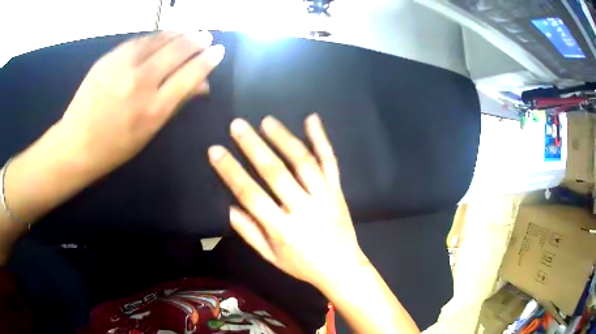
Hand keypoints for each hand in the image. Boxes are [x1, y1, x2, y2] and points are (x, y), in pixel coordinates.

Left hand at [58, 31, 224, 175]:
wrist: (76, 143)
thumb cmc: (115, 147)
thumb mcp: (150, 132)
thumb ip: (177, 103)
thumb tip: (203, 84)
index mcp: (154, 108)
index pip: (191, 74)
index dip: (209, 60)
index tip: (219, 51)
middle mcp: (141, 81)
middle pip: (178, 49)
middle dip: (198, 40)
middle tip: (207, 36)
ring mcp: (123, 65)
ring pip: (160, 38)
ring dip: (179, 33)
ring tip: (190, 31)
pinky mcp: (109, 57)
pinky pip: (140, 40)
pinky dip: (156, 36)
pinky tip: (163, 36)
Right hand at [208, 114, 366, 287]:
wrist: (342, 267)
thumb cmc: (302, 264)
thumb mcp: (271, 257)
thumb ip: (249, 232)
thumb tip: (229, 207)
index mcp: (282, 229)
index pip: (251, 195)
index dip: (231, 171)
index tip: (215, 151)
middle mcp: (303, 208)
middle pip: (276, 172)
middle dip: (253, 146)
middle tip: (237, 125)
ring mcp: (324, 196)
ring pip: (303, 161)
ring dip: (284, 138)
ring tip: (266, 121)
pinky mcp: (337, 190)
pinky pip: (330, 161)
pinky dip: (321, 139)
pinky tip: (312, 119)